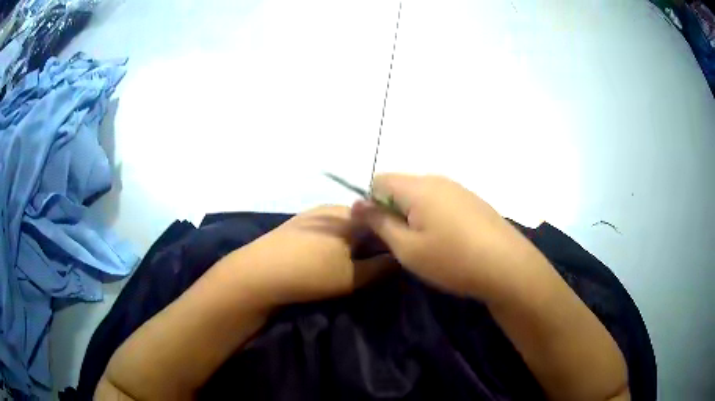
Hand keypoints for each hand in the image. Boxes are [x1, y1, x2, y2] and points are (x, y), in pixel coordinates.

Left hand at [224, 205, 395, 306]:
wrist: (258, 273)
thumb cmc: (310, 274)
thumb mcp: (353, 277)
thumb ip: (381, 268)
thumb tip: (400, 259)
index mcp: (350, 216)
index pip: (382, 223)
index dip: (390, 242)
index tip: (393, 260)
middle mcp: (332, 208)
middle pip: (362, 223)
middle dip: (371, 243)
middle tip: (372, 266)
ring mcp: (312, 215)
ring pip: (344, 227)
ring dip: (352, 244)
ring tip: (349, 265)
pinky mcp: (296, 224)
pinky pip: (326, 231)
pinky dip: (334, 243)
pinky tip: (326, 259)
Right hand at [352, 174, 539, 300]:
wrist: (507, 266)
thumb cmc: (452, 259)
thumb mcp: (407, 248)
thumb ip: (379, 223)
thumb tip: (357, 204)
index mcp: (418, 187)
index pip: (379, 179)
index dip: (370, 202)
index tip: (378, 230)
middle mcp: (438, 179)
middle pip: (402, 185)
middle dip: (393, 209)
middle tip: (401, 242)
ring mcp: (459, 188)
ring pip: (423, 194)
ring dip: (414, 213)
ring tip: (426, 244)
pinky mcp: (473, 200)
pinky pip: (442, 200)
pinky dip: (434, 215)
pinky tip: (448, 240)